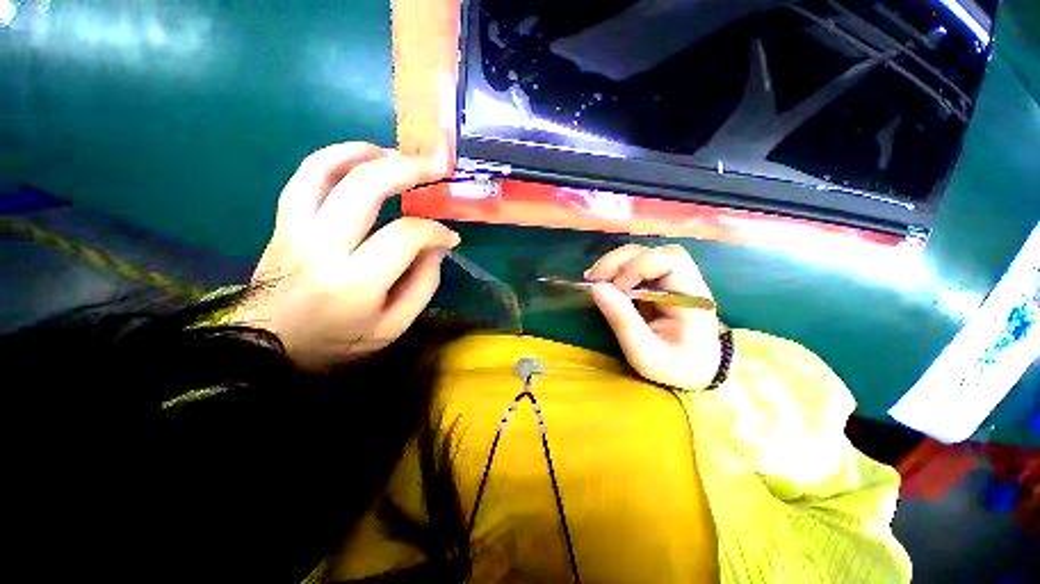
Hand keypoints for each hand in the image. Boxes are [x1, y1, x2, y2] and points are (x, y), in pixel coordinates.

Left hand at [238, 142, 458, 370]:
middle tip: (437, 166)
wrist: (270, 345)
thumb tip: (436, 247)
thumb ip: (423, 285)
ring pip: (328, 169)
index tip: (449, 237)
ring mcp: (297, 227)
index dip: (435, 231)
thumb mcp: (393, 327)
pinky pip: (306, 175)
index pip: (405, 236)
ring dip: (370, 154)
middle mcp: (323, 246)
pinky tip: (361, 157)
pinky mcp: (284, 220)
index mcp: (356, 281)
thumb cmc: (338, 340)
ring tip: (399, 154)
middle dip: (409, 169)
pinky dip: (335, 156)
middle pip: (366, 187)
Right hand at [586, 244, 720, 390]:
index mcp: (692, 298)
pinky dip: (614, 270)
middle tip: (594, 280)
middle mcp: (684, 282)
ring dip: (613, 263)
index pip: (671, 260)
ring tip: (593, 280)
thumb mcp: (646, 355)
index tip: (617, 288)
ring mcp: (669, 281)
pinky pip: (633, 266)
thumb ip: (624, 322)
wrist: (691, 373)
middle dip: (619, 262)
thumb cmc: (674, 368)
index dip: (639, 266)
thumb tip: (596, 288)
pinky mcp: (656, 284)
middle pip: (653, 252)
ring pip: (641, 254)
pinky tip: (601, 281)